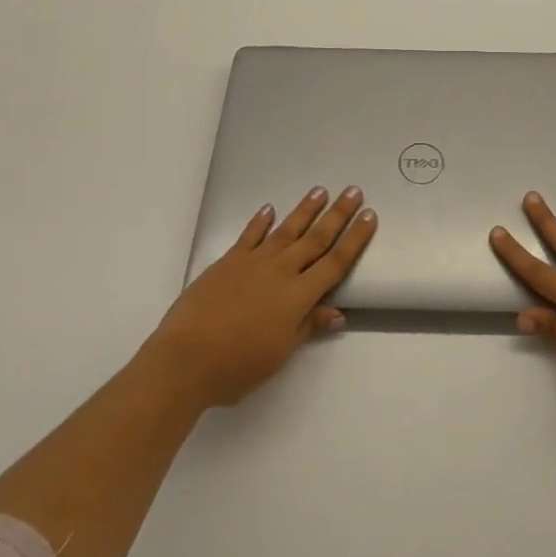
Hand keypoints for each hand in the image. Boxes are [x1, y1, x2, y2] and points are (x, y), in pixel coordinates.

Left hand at [142, 187, 376, 410]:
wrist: (185, 358)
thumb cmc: (237, 366)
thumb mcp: (279, 353)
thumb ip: (307, 326)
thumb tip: (337, 313)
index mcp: (298, 296)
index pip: (335, 263)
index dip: (355, 239)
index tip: (370, 216)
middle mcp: (281, 271)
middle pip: (316, 239)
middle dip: (338, 215)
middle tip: (354, 191)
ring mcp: (253, 262)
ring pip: (286, 230)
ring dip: (305, 210)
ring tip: (321, 191)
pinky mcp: (228, 261)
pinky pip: (249, 236)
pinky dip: (260, 221)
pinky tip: (269, 209)